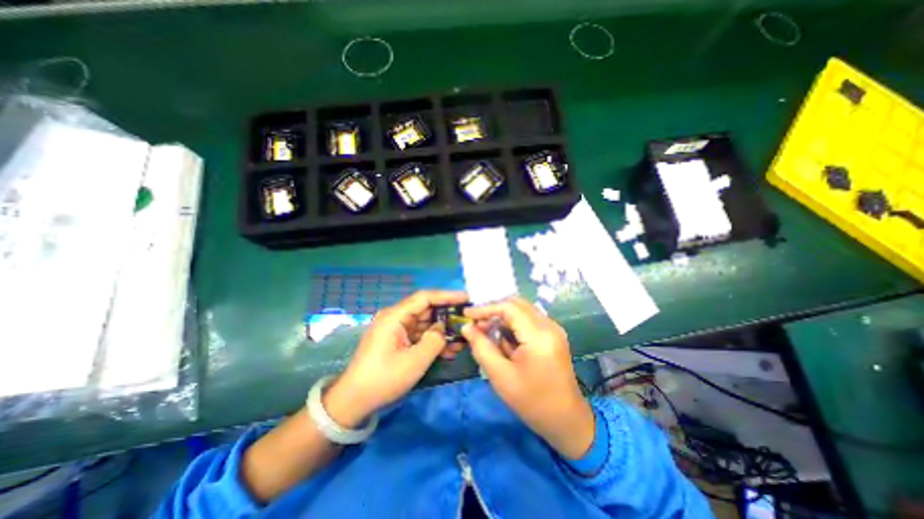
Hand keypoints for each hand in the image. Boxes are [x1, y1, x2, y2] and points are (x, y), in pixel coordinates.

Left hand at [324, 290, 469, 426]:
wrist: (354, 401)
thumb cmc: (384, 379)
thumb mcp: (415, 361)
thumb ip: (434, 340)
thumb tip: (442, 328)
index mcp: (395, 316)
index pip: (425, 297)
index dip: (447, 296)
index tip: (466, 298)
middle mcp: (395, 317)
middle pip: (426, 309)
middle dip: (447, 315)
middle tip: (467, 320)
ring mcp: (396, 329)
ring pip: (425, 323)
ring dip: (442, 331)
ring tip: (462, 339)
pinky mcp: (397, 340)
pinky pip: (419, 335)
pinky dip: (432, 340)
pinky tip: (448, 350)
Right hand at [463, 295, 598, 457]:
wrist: (566, 420)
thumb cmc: (532, 402)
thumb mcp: (501, 376)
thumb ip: (481, 347)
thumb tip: (467, 327)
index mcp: (539, 336)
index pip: (509, 307)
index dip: (486, 308)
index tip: (467, 314)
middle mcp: (549, 326)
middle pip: (517, 304)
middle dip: (494, 310)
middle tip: (476, 322)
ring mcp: (554, 329)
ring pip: (523, 310)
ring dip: (503, 316)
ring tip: (486, 331)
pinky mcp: (553, 335)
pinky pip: (529, 319)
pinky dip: (513, 324)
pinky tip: (503, 338)